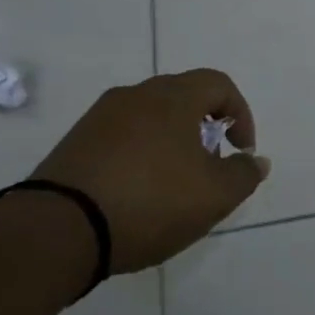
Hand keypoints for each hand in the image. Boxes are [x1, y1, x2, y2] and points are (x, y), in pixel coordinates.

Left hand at [30, 69, 268, 272]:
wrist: (58, 230)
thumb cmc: (150, 202)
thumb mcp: (214, 196)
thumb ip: (244, 174)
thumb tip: (256, 160)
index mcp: (173, 97)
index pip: (219, 84)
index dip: (241, 113)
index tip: (241, 150)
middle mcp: (135, 95)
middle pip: (183, 96)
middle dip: (205, 126)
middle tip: (211, 164)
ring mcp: (100, 117)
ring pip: (150, 117)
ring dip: (172, 140)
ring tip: (175, 182)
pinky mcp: (74, 143)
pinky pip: (121, 136)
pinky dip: (140, 153)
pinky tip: (138, 191)